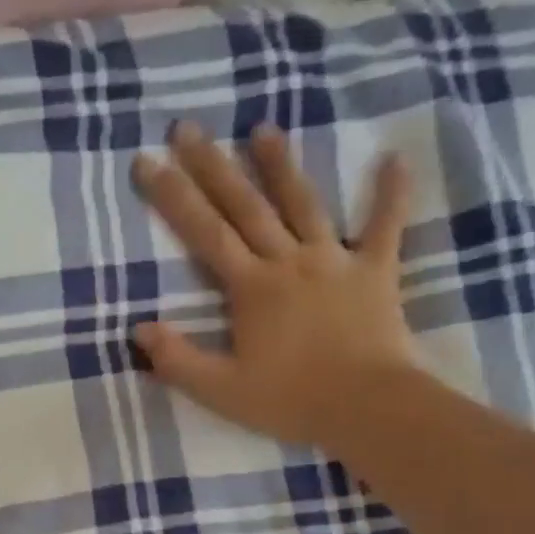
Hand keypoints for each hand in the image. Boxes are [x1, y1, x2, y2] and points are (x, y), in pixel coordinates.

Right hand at [131, 120, 424, 452]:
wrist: (366, 406)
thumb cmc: (290, 400)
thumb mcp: (220, 390)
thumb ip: (177, 360)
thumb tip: (140, 329)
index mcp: (250, 288)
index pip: (203, 233)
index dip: (171, 197)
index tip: (146, 161)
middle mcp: (288, 261)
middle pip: (245, 205)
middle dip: (212, 166)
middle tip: (187, 128)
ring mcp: (334, 261)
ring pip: (304, 203)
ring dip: (281, 165)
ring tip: (261, 127)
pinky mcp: (375, 272)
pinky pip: (385, 226)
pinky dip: (390, 193)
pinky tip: (395, 159)